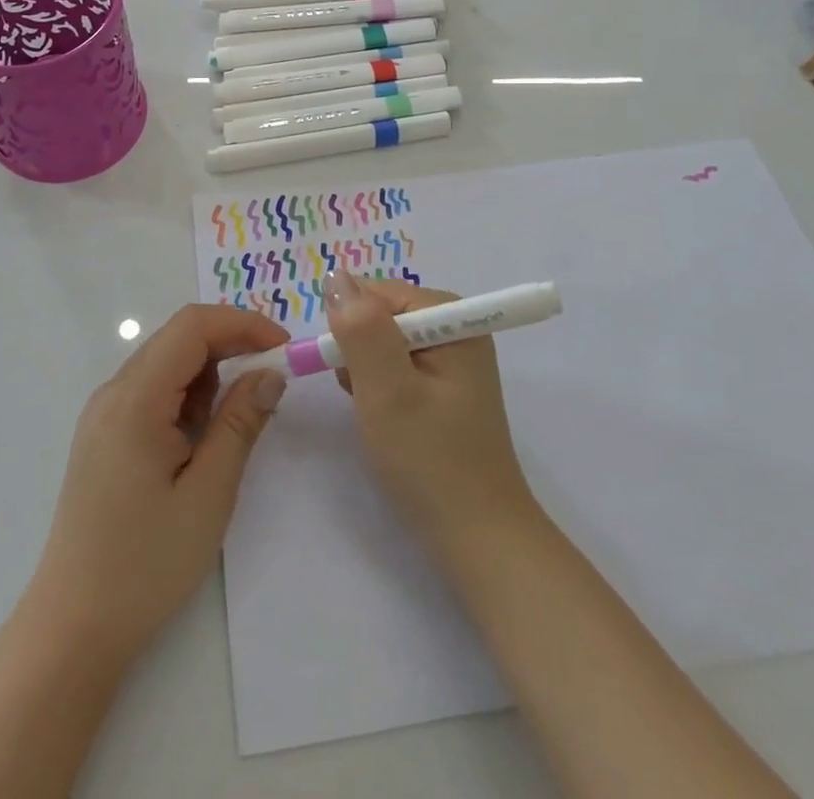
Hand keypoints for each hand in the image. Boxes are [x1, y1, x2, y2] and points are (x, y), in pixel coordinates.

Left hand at [26, 303, 289, 663]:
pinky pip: (153, 391)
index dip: (242, 324)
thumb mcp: (208, 494)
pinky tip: (203, 437)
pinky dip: (187, 396)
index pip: (191, 326)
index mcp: (134, 399)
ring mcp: (104, 413)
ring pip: (167, 363)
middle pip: (178, 338)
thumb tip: (271, 373)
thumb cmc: (145, 564)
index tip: (283, 349)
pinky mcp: (105, 434)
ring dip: (210, 373)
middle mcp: (113, 392)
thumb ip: (240, 423)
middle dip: (231, 345)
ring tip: (239, 418)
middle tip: (273, 377)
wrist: (73, 627)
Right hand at [325, 269, 536, 551]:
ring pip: (382, 343)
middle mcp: (454, 327)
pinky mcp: (443, 388)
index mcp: (451, 316)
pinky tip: (385, 420)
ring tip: (375, 414)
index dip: (352, 327)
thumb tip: (335, 275)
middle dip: (359, 352)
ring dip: (366, 373)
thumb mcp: (387, 391)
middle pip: (381, 316)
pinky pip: (395, 368)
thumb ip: (360, 330)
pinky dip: (378, 388)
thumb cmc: (430, 461)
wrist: (478, 539)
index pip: (378, 293)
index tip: (346, 372)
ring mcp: (450, 359)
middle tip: (365, 399)